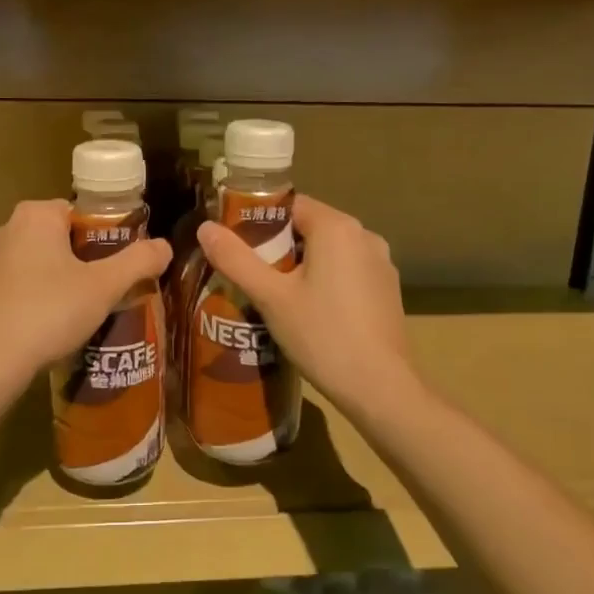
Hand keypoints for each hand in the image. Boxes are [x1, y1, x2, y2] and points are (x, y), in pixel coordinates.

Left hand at [0, 200, 171, 386]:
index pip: (79, 214)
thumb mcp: (104, 286)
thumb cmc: (49, 311)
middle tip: (105, 291)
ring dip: (56, 283)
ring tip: (79, 314)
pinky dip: (32, 302)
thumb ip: (138, 262)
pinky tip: (47, 329)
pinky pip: (15, 290)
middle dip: (82, 262)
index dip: (104, 238)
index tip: (118, 266)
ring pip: (35, 265)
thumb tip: (166, 246)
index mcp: (35, 216)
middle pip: (57, 239)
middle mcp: (5, 230)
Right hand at [196, 195, 419, 416]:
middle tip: (251, 276)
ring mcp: (381, 264)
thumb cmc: (322, 335)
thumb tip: (204, 228)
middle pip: (310, 228)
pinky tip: (310, 314)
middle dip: (279, 248)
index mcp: (338, 227)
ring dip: (302, 267)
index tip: (238, 247)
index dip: (260, 222)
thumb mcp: (270, 297)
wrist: (380, 388)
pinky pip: (348, 273)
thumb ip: (236, 259)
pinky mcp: (388, 291)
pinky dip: (326, 283)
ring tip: (274, 297)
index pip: (291, 206)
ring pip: (330, 253)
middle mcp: (365, 236)